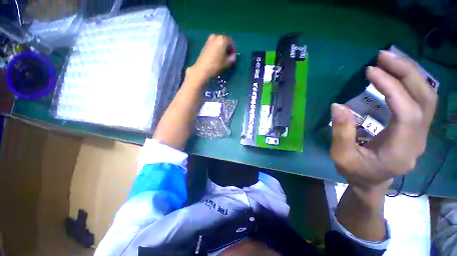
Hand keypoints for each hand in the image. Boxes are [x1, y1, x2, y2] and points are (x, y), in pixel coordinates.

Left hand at [190, 34, 236, 80]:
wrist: (202, 69)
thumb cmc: (216, 65)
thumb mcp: (227, 63)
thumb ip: (232, 58)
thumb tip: (233, 56)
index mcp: (222, 39)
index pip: (231, 42)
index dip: (233, 49)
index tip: (233, 57)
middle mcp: (216, 37)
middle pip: (224, 41)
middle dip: (227, 48)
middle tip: (228, 56)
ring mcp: (209, 40)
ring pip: (218, 43)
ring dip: (221, 48)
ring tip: (222, 57)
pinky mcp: (205, 45)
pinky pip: (213, 45)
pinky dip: (216, 49)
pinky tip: (216, 57)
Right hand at [330, 51, 437, 189]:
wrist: (371, 181)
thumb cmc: (355, 171)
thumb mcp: (341, 156)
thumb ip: (341, 133)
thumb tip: (337, 106)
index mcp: (400, 150)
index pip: (408, 113)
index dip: (393, 88)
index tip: (371, 71)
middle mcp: (418, 140)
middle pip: (426, 100)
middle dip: (407, 73)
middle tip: (384, 56)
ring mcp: (421, 133)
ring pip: (428, 97)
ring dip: (411, 74)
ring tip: (390, 60)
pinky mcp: (417, 128)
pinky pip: (422, 100)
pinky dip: (411, 83)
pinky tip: (397, 74)